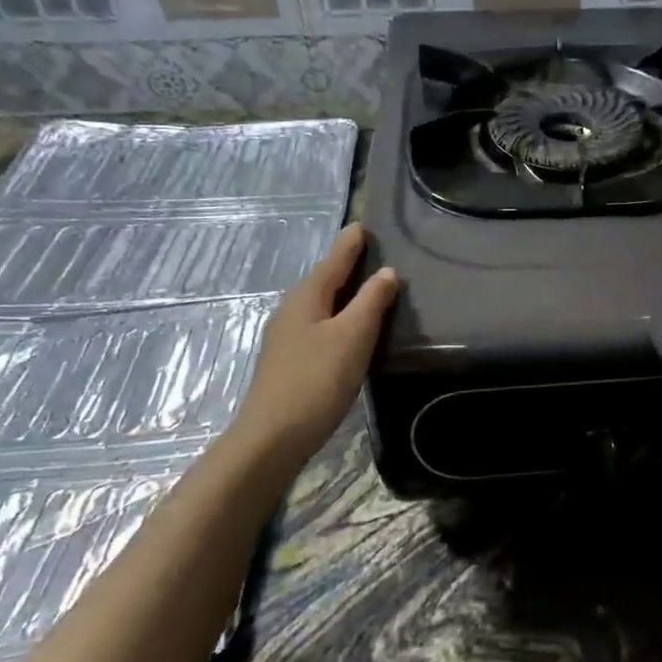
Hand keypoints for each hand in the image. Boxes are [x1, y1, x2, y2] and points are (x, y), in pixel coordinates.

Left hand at [221, 224, 399, 471]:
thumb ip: (371, 302)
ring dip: (343, 292)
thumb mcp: (353, 336)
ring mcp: (287, 336)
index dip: (350, 243)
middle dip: (346, 265)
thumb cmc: (317, 380)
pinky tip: (349, 328)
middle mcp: (292, 309)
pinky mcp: (290, 360)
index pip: (333, 260)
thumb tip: (388, 272)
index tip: (363, 225)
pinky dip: (337, 316)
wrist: (273, 436)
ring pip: (320, 303)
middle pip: (324, 279)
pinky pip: (318, 324)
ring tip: (367, 287)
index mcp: (307, 297)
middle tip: (372, 252)